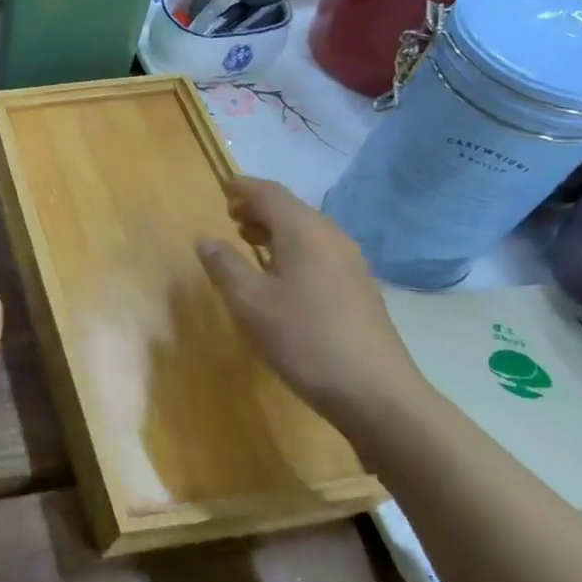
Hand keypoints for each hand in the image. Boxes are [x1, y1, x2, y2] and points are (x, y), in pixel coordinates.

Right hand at [197, 177, 427, 437]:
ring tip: (248, 242)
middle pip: (291, 209)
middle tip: (229, 216)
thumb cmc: (303, 339)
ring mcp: (350, 264)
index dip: (243, 188)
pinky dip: (292, 250)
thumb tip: (206, 239)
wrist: (375, 392)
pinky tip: (278, 276)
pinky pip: (318, 252)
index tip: (222, 189)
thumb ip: (224, 265)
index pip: (269, 193)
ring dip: (275, 230)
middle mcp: (331, 238)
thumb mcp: (249, 302)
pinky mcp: (357, 288)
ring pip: (306, 231)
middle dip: (258, 208)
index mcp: (305, 232)